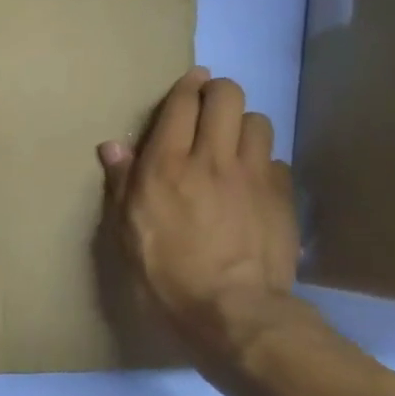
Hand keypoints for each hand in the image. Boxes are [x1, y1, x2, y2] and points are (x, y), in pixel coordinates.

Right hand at [99, 67, 329, 377]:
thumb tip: (112, 147)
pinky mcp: (281, 196)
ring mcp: (253, 175)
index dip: (187, 87)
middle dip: (218, 92)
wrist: (232, 311)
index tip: (190, 84)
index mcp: (167, 166)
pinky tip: (254, 185)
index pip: (182, 104)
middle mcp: (212, 158)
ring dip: (243, 125)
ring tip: (234, 145)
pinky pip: (276, 160)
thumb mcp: (127, 235)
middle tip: (209, 108)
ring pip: (258, 121)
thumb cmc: (166, 277)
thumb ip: (122, 185)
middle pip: (226, 96)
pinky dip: (263, 164)